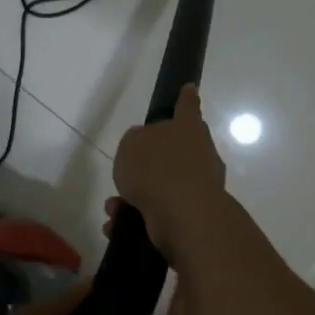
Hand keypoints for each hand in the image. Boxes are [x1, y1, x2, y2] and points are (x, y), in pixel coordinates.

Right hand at [112, 84, 228, 255]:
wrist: (183, 215)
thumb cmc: (156, 169)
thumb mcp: (132, 144)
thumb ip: (137, 141)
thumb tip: (146, 148)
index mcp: (188, 128)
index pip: (187, 106)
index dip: (185, 98)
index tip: (190, 88)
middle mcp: (200, 154)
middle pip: (177, 150)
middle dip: (151, 162)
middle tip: (128, 171)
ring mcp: (200, 186)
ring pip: (163, 186)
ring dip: (137, 196)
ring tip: (114, 208)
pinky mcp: (194, 215)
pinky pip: (161, 212)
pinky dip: (138, 218)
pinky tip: (118, 226)